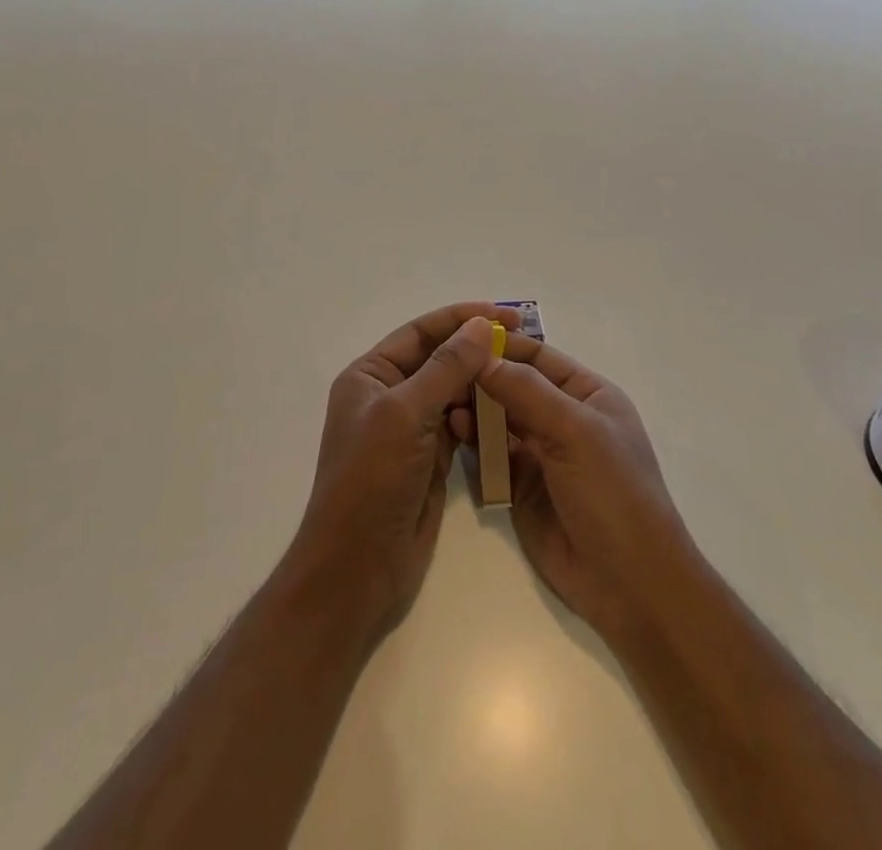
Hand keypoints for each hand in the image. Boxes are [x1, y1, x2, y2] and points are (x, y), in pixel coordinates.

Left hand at [289, 302, 521, 640]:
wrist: (357, 568)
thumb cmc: (371, 480)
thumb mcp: (405, 414)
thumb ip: (446, 367)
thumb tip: (482, 325)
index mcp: (371, 375)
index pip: (421, 332)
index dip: (461, 319)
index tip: (505, 314)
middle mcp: (389, 395)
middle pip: (439, 359)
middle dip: (477, 349)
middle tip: (524, 343)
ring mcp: (410, 428)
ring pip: (453, 392)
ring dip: (482, 383)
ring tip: (522, 375)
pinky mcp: (430, 458)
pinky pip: (461, 424)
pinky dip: (482, 416)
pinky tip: (508, 413)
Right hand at [454, 335, 699, 643]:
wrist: (630, 585)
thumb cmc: (613, 492)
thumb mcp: (575, 431)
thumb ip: (527, 392)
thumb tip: (482, 357)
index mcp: (589, 395)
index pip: (540, 358)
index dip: (504, 346)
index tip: (461, 335)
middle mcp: (565, 419)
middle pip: (516, 386)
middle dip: (483, 377)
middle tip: (443, 370)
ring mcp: (543, 454)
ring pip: (501, 419)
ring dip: (476, 408)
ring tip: (445, 400)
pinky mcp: (523, 488)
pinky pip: (494, 455)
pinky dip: (475, 441)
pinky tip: (454, 430)